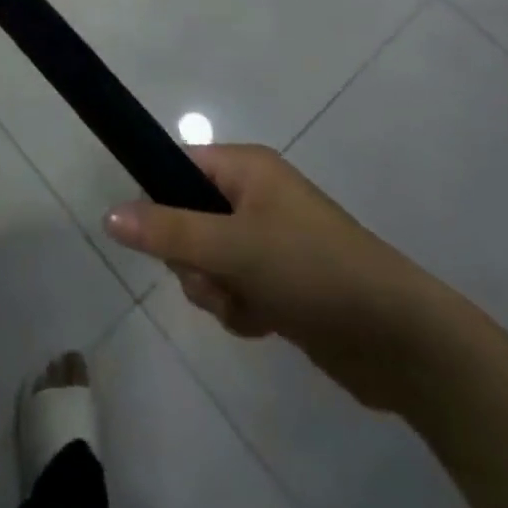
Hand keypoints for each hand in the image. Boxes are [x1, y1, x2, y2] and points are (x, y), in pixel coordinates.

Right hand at [105, 146, 454, 410]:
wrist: (399, 340)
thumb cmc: (312, 270)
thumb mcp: (234, 248)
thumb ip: (168, 232)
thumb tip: (108, 215)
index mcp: (246, 168)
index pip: (178, 167)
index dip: (160, 200)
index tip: (157, 238)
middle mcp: (255, 196)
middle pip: (188, 220)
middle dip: (193, 259)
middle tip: (216, 277)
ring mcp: (269, 240)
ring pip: (208, 260)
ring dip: (217, 290)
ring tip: (247, 305)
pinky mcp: (281, 281)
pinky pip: (234, 288)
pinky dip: (240, 309)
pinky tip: (266, 324)